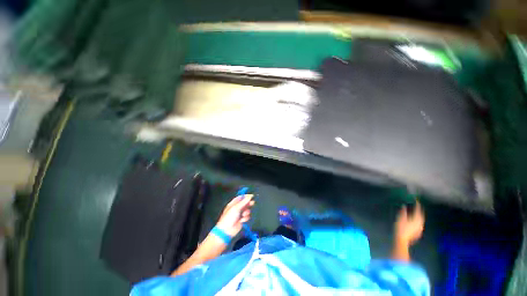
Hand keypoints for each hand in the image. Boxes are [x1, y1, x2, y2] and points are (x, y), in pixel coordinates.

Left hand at [216, 195, 254, 236]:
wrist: (227, 231)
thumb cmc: (229, 217)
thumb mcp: (236, 208)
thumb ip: (244, 202)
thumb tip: (250, 196)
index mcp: (233, 203)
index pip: (241, 197)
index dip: (246, 196)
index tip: (251, 196)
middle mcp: (237, 208)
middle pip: (245, 203)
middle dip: (248, 204)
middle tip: (252, 203)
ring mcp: (240, 214)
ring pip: (247, 210)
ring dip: (247, 212)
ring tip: (243, 215)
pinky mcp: (242, 219)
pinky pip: (247, 216)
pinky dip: (246, 218)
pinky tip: (242, 220)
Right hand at [394, 201, 424, 245]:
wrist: (402, 239)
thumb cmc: (400, 228)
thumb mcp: (400, 218)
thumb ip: (403, 212)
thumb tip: (404, 206)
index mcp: (416, 219)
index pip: (418, 210)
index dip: (417, 205)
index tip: (416, 200)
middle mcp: (420, 223)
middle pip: (421, 215)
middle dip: (420, 211)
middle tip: (417, 206)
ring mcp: (420, 228)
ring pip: (421, 220)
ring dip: (419, 216)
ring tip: (416, 213)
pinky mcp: (418, 232)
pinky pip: (420, 224)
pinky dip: (418, 221)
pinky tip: (415, 221)